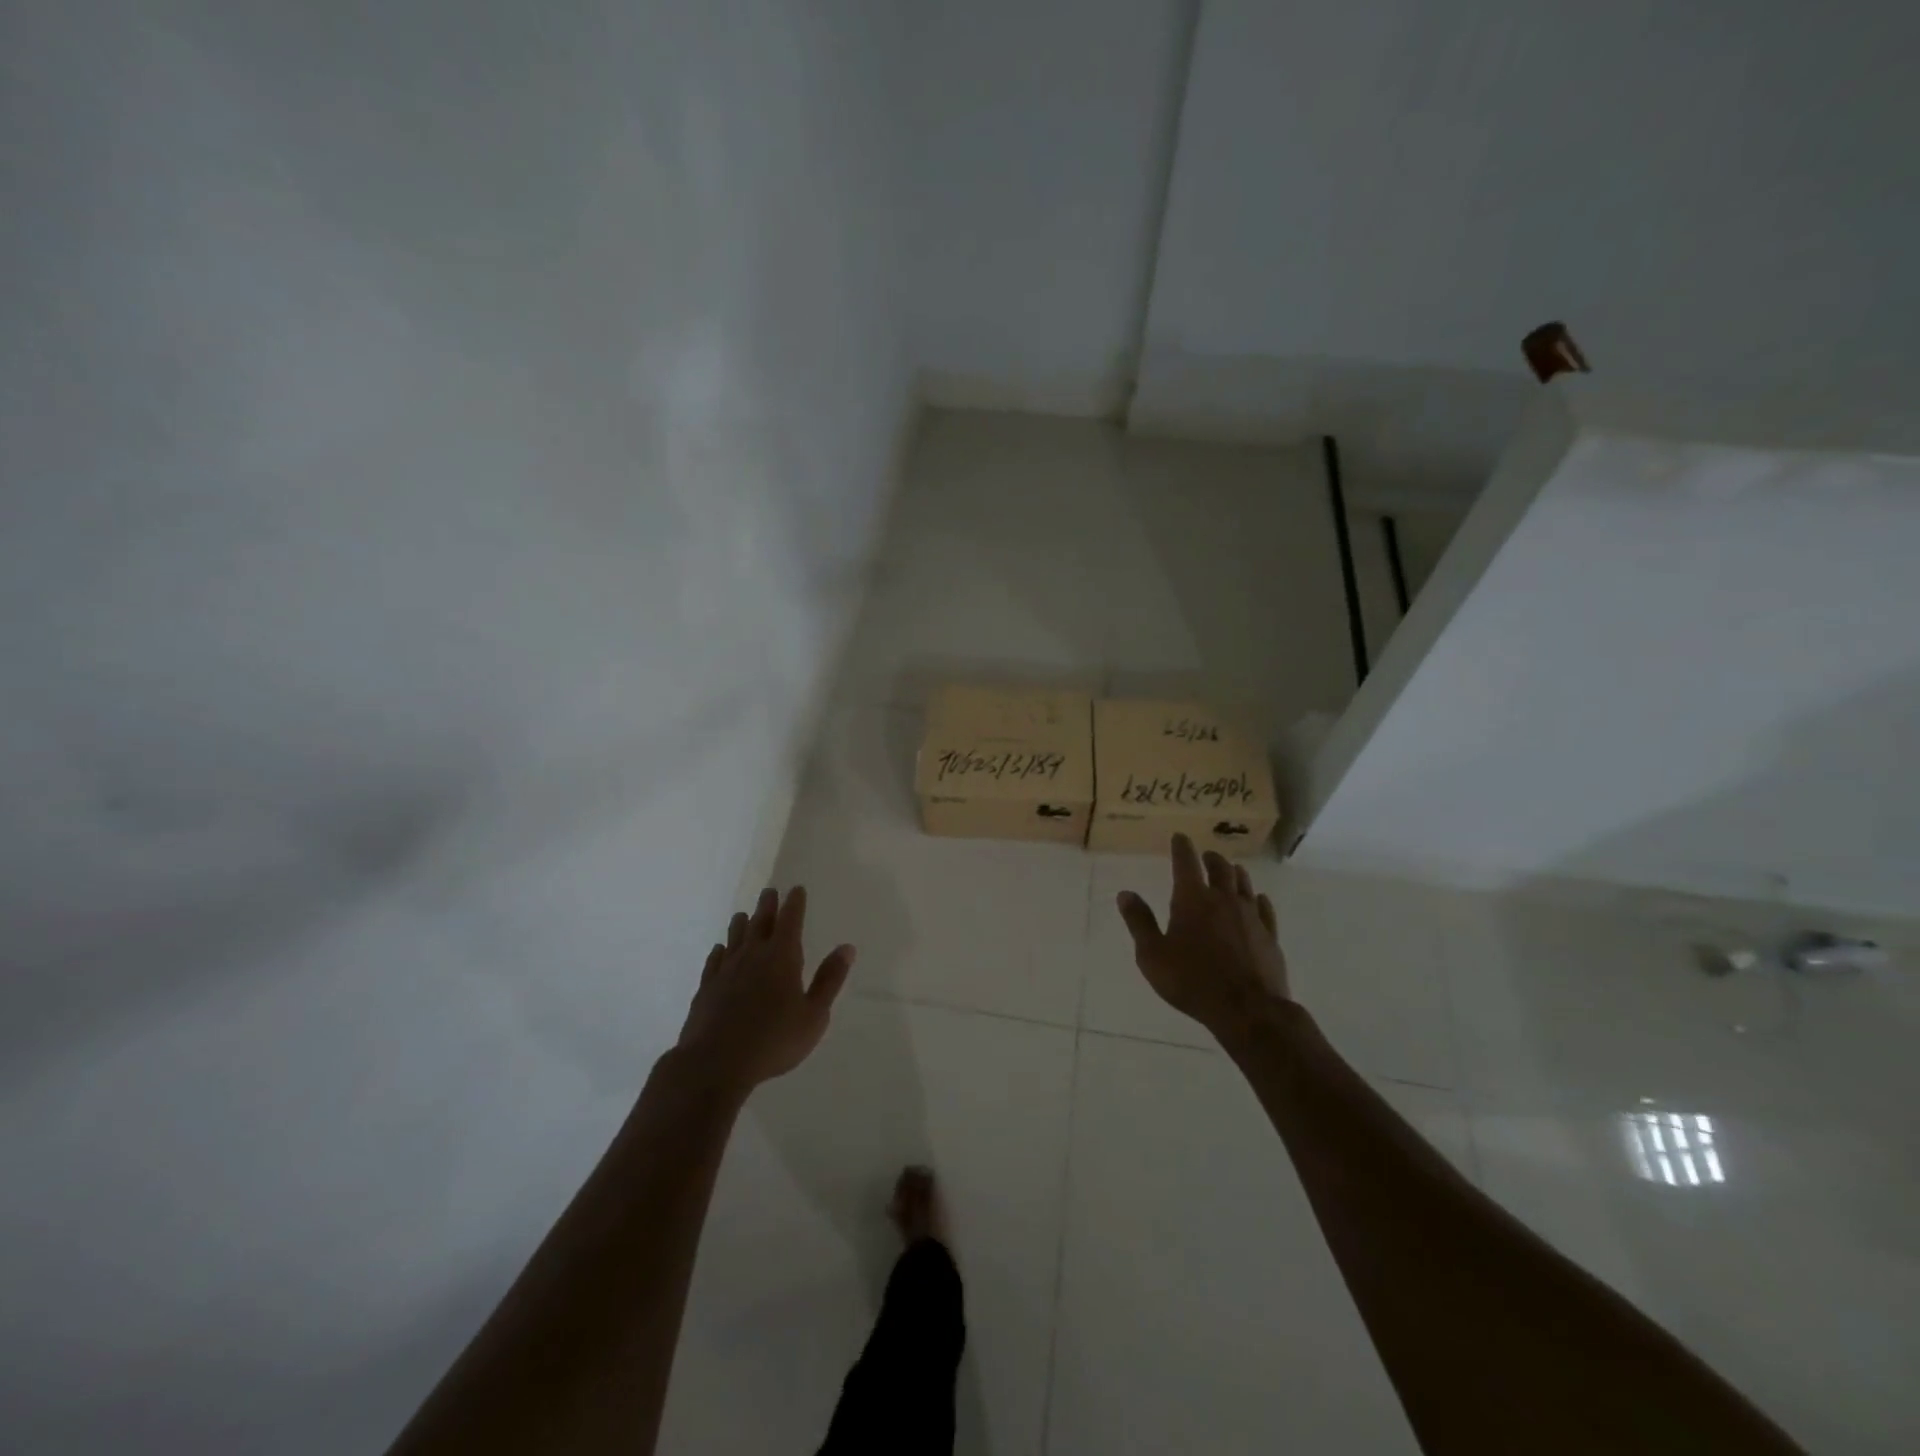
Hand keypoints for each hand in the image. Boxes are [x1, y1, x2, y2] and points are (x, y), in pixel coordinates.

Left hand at [675, 886, 854, 1096]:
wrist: (714, 1063)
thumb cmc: (773, 1040)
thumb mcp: (814, 1015)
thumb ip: (829, 980)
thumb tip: (847, 947)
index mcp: (782, 957)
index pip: (790, 920)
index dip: (795, 903)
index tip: (796, 889)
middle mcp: (753, 955)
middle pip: (760, 922)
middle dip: (767, 905)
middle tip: (770, 892)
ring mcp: (726, 970)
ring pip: (734, 937)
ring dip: (742, 923)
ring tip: (744, 914)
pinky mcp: (706, 988)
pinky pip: (714, 960)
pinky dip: (720, 951)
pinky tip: (719, 951)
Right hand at [1116, 833, 1290, 1039]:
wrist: (1247, 1009)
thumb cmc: (1191, 981)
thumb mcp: (1152, 955)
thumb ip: (1139, 922)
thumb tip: (1125, 893)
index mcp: (1192, 900)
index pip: (1186, 863)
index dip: (1181, 847)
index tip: (1180, 837)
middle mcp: (1223, 900)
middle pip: (1220, 868)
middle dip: (1211, 858)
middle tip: (1206, 855)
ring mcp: (1250, 916)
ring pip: (1244, 884)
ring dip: (1235, 873)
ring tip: (1231, 870)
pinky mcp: (1269, 936)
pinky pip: (1265, 908)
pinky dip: (1258, 899)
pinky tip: (1258, 900)